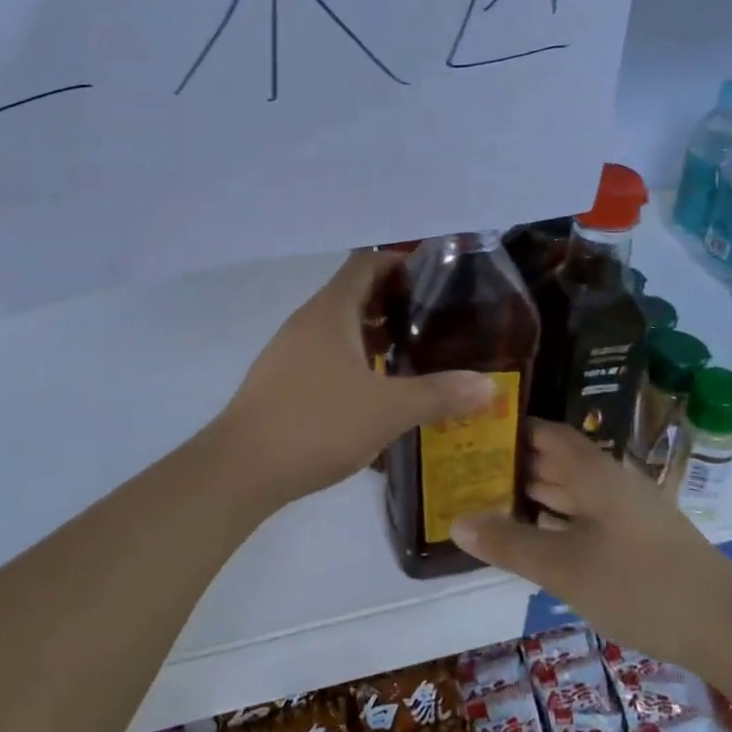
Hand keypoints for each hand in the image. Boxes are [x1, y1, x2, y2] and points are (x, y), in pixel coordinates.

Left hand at [212, 252, 495, 507]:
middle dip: (394, 303)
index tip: (435, 278)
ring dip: (373, 336)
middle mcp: (307, 322)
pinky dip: (354, 362)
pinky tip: (375, 393)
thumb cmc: (318, 423)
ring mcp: (290, 351)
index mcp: (330, 312)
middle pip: (354, 294)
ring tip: (412, 356)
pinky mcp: (282, 381)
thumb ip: (440, 395)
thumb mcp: (388, 410)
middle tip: (435, 321)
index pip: (367, 263)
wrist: (242, 468)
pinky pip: (325, 356)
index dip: (400, 262)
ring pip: (339, 329)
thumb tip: (489, 385)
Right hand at [452, 421, 731, 665]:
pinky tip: (535, 539)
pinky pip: (586, 519)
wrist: (727, 628)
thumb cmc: (639, 584)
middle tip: (465, 473)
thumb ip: (509, 543)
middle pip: (556, 461)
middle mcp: (609, 482)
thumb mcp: (563, 567)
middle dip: (513, 466)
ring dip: (534, 496)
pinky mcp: (638, 542)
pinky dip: (556, 523)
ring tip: (487, 504)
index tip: (471, 434)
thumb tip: (456, 522)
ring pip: (571, 493)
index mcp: (593, 472)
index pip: (545, 433)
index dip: (509, 429)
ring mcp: (627, 513)